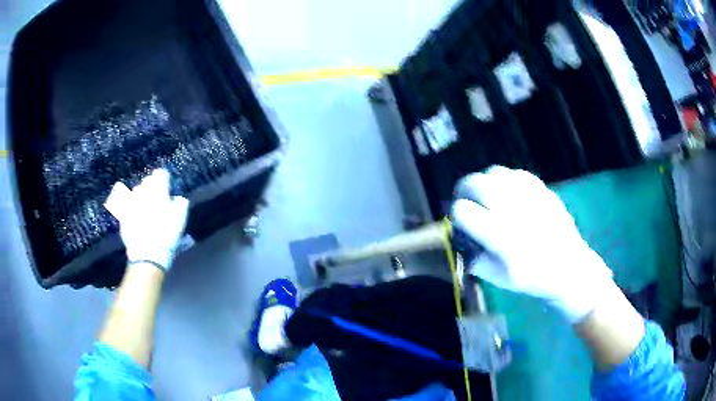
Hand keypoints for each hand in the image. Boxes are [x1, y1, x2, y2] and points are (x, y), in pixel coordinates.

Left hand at [104, 169, 188, 270]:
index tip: (168, 184)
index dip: (165, 178)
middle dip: (152, 186)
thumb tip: (178, 198)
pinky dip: (133, 209)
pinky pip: (128, 207)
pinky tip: (137, 218)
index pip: (161, 174)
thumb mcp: (181, 218)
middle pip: (147, 181)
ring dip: (141, 196)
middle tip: (157, 197)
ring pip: (136, 192)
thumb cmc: (167, 233)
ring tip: (146, 207)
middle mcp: (142, 190)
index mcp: (158, 188)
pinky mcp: (123, 215)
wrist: (147, 253)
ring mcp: (130, 202)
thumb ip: (180, 203)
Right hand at [451, 166, 612, 322]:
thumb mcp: (500, 279)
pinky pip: (514, 173)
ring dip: (483, 182)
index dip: (456, 214)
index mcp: (502, 238)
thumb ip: (476, 260)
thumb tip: (460, 241)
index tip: (459, 221)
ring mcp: (531, 196)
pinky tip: (505, 191)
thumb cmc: (535, 278)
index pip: (465, 212)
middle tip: (464, 198)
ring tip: (483, 194)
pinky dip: (503, 179)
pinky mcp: (542, 190)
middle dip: (464, 189)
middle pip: (477, 184)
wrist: (570, 267)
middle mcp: (515, 211)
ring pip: (495, 174)